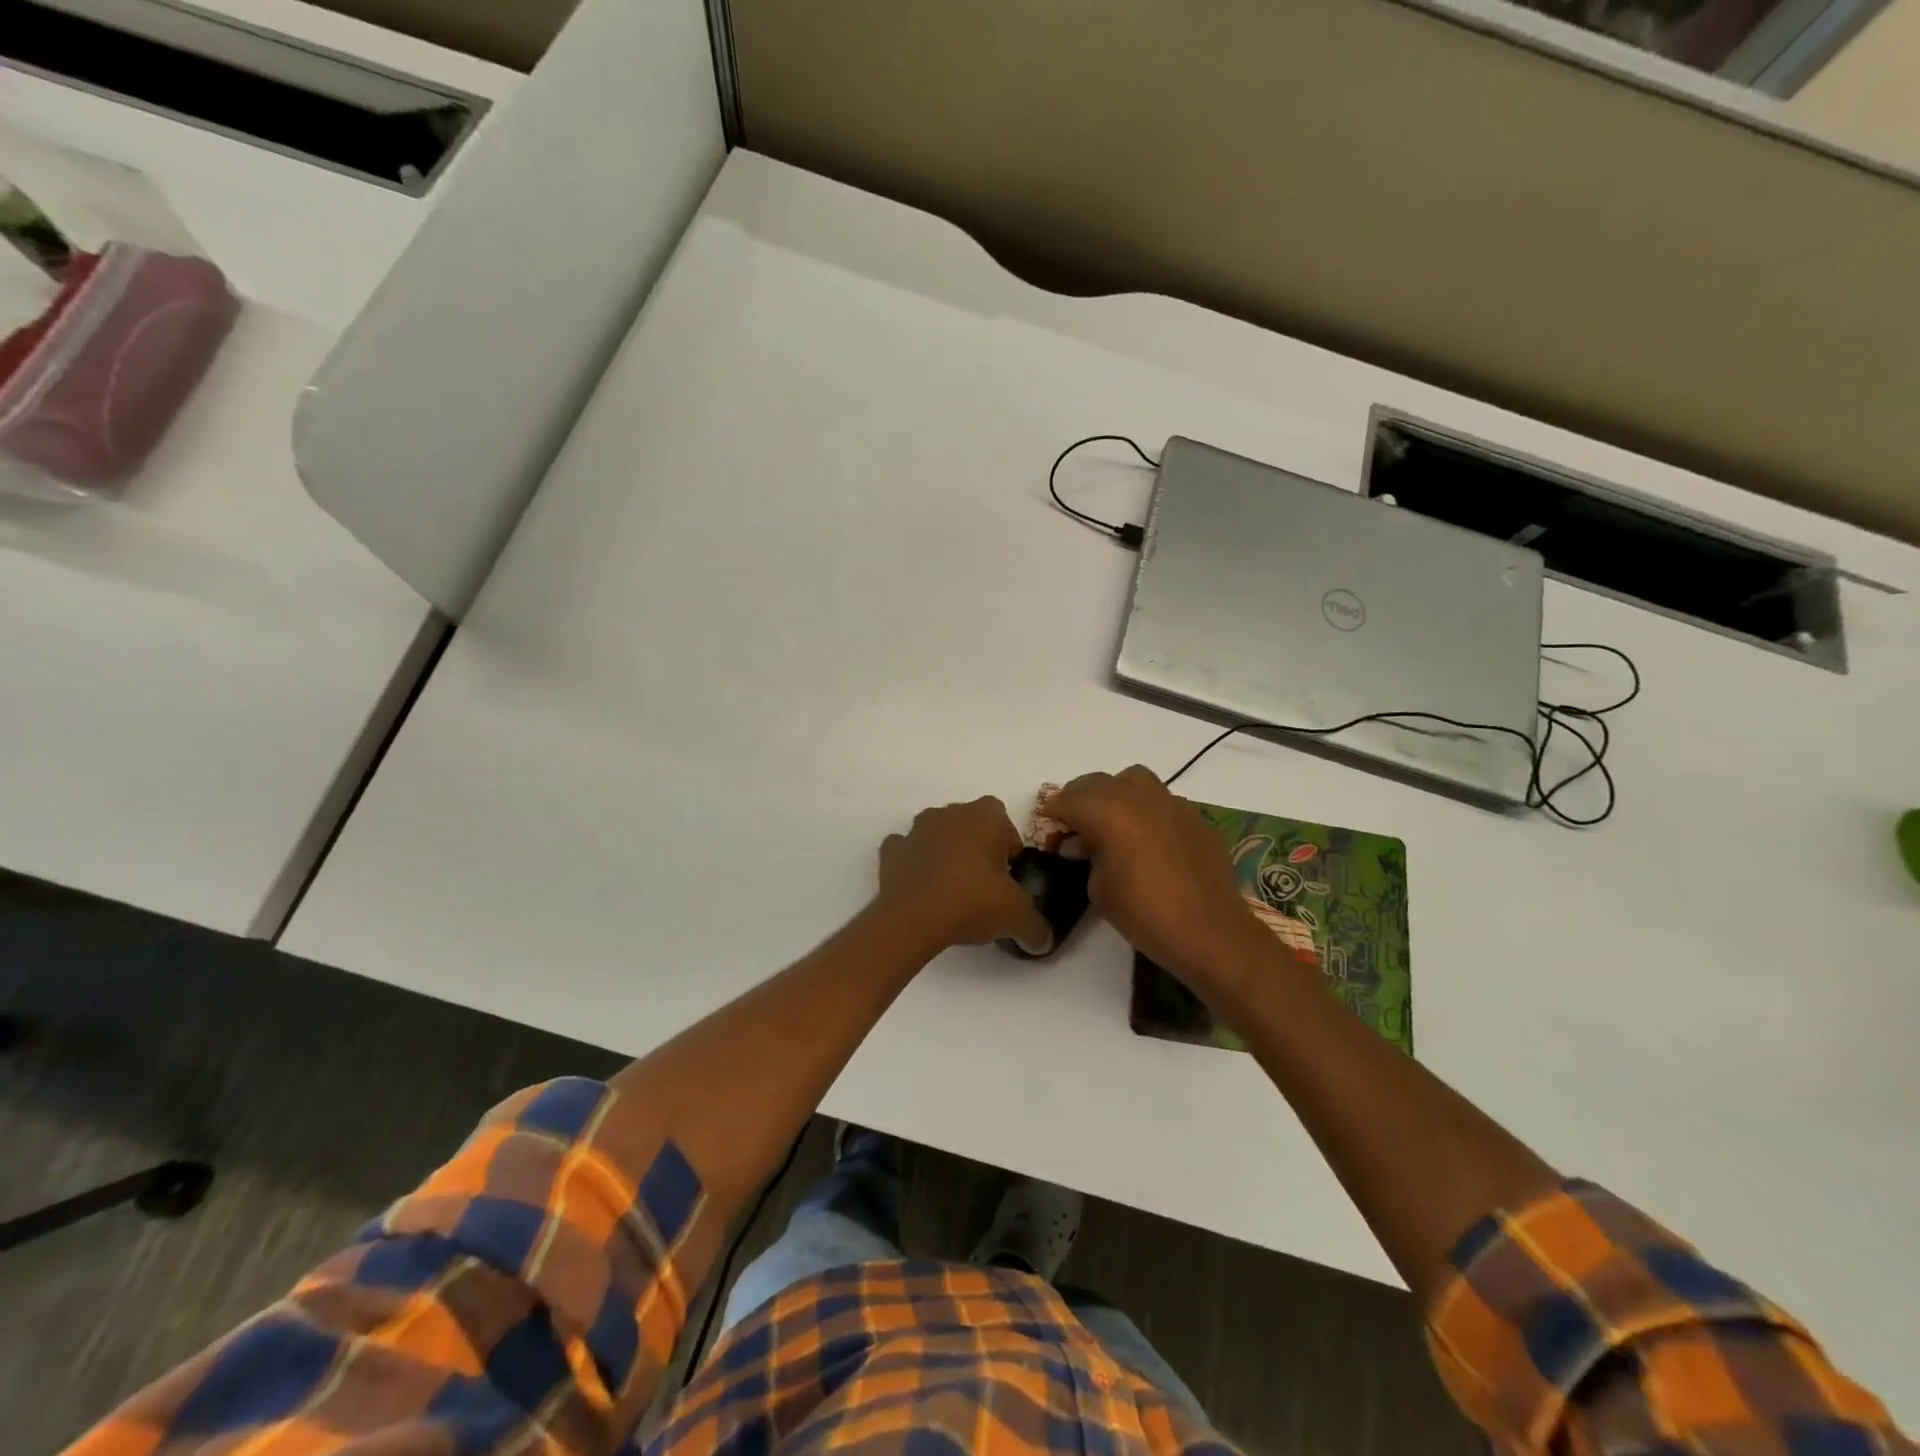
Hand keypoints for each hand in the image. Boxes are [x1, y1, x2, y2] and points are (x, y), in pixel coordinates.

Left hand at [878, 798, 1052, 952]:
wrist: (913, 919)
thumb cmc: (972, 901)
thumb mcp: (1016, 916)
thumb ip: (1036, 926)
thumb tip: (1043, 941)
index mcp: (985, 816)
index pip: (1004, 822)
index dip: (1009, 848)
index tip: (1008, 878)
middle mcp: (949, 814)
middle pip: (970, 825)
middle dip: (977, 848)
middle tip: (983, 885)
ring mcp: (916, 830)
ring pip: (937, 834)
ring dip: (945, 852)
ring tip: (951, 890)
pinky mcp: (891, 851)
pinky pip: (907, 851)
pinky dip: (914, 864)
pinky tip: (921, 889)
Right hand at [1046, 767, 1272, 996]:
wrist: (1210, 932)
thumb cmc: (1145, 915)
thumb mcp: (1099, 890)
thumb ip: (1087, 857)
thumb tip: (1085, 844)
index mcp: (1109, 814)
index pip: (1069, 800)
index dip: (1053, 811)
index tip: (1047, 824)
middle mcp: (1139, 798)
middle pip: (1098, 782)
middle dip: (1080, 798)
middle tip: (1073, 822)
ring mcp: (1171, 803)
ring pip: (1133, 779)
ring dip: (1115, 792)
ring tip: (1112, 819)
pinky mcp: (1195, 817)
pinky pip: (1162, 799)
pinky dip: (1145, 808)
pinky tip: (1147, 836)